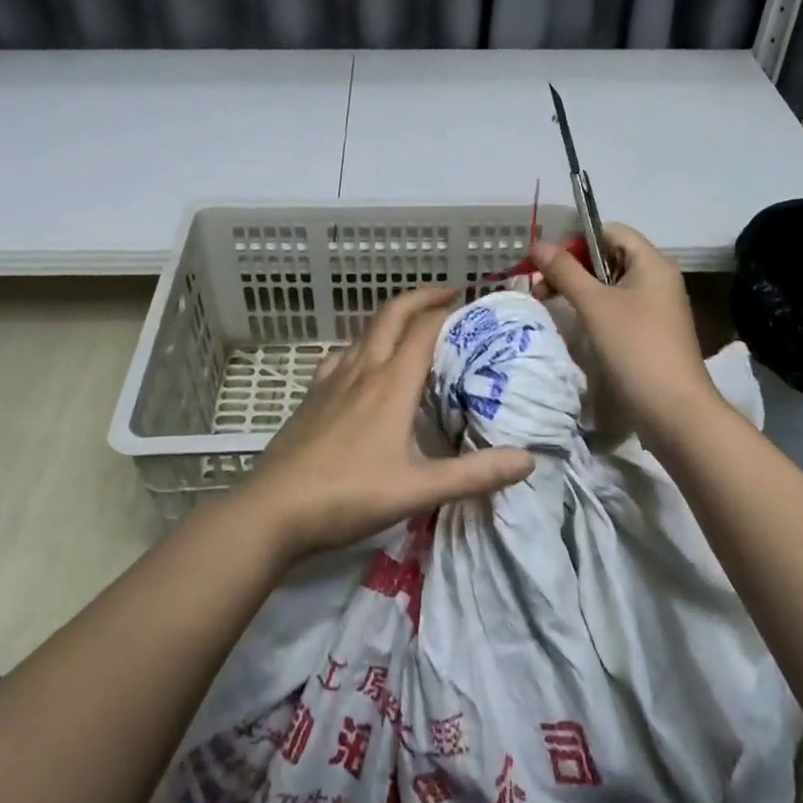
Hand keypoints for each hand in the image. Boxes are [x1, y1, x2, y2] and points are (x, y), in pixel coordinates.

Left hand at [239, 284, 535, 558]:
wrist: (274, 508)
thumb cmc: (349, 495)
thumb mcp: (418, 490)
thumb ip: (474, 475)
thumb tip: (528, 460)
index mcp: (391, 383)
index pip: (424, 329)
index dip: (449, 311)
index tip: (473, 304)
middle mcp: (362, 370)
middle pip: (392, 314)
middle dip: (421, 297)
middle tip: (448, 294)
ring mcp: (332, 379)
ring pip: (366, 331)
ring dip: (392, 317)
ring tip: (413, 325)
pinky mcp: (312, 395)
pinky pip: (341, 354)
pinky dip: (362, 345)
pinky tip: (362, 363)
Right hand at [529, 223, 722, 444]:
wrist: (675, 411)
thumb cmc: (635, 347)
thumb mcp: (594, 305)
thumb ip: (565, 271)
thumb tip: (538, 244)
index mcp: (652, 262)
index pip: (610, 231)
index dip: (577, 240)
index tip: (550, 262)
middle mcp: (658, 278)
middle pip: (609, 256)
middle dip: (573, 266)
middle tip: (541, 286)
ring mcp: (658, 307)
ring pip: (612, 284)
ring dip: (580, 289)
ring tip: (551, 304)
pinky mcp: (652, 332)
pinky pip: (619, 307)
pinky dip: (595, 309)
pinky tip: (577, 325)